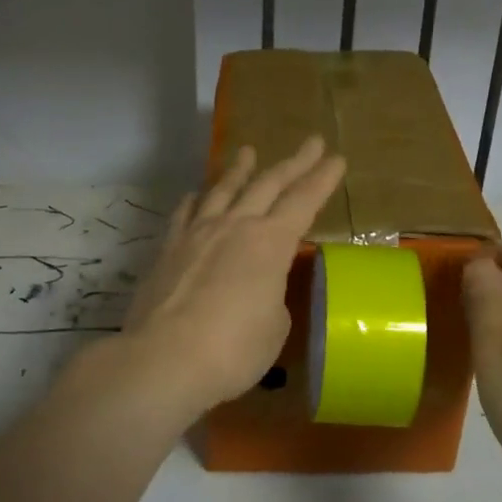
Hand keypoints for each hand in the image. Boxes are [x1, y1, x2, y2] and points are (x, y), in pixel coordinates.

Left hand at [116, 136, 346, 420]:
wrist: (164, 359)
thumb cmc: (233, 349)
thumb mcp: (274, 326)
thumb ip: (272, 295)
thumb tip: (259, 288)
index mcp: (270, 242)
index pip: (304, 201)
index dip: (322, 179)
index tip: (336, 158)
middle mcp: (236, 225)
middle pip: (268, 184)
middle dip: (294, 162)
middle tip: (311, 142)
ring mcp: (198, 233)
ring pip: (223, 189)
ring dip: (240, 169)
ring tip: (247, 151)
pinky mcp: (168, 248)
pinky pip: (185, 213)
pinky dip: (195, 199)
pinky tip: (196, 194)